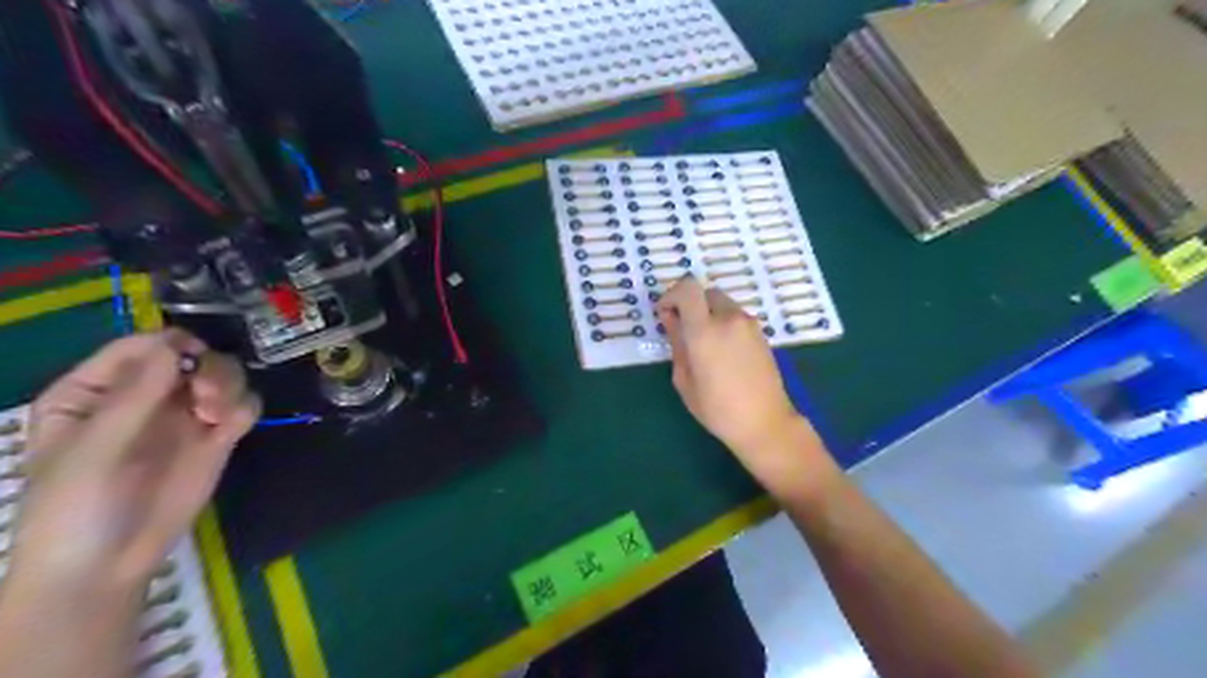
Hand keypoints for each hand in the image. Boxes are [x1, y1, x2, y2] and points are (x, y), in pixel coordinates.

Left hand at [12, 330, 258, 596]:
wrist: (108, 566)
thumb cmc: (76, 508)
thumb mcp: (94, 450)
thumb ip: (135, 396)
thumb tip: (173, 344)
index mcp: (96, 391)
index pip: (139, 347)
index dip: (169, 345)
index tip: (190, 360)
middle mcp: (146, 395)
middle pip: (191, 355)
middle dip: (207, 369)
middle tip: (207, 396)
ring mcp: (184, 416)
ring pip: (223, 375)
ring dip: (228, 386)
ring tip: (218, 415)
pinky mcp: (217, 438)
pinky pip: (243, 406)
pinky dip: (243, 408)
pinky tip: (231, 427)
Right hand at [657, 274, 825, 487]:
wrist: (764, 422)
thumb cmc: (717, 409)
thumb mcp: (684, 379)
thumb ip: (676, 342)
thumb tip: (670, 318)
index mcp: (705, 331)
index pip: (687, 288)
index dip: (671, 295)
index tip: (665, 314)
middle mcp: (728, 318)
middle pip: (705, 292)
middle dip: (690, 305)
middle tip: (682, 330)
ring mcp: (748, 324)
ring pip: (722, 303)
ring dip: (708, 313)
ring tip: (703, 344)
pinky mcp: (760, 332)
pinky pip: (735, 316)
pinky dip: (723, 322)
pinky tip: (722, 351)